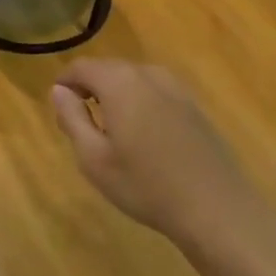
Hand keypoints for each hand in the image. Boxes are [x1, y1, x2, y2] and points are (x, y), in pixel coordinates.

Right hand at [50, 61, 256, 239]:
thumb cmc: (146, 186)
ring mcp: (177, 88)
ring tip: (110, 130)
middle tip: (80, 122)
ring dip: (116, 95)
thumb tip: (59, 91)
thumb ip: (72, 118)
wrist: (216, 209)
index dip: (65, 81)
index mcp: (121, 83)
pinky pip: (155, 92)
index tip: (59, 106)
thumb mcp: (94, 158)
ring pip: (134, 79)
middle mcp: (149, 74)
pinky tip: (143, 136)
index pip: (82, 66)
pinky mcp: (194, 105)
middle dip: (90, 87)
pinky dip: (140, 103)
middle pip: (109, 68)